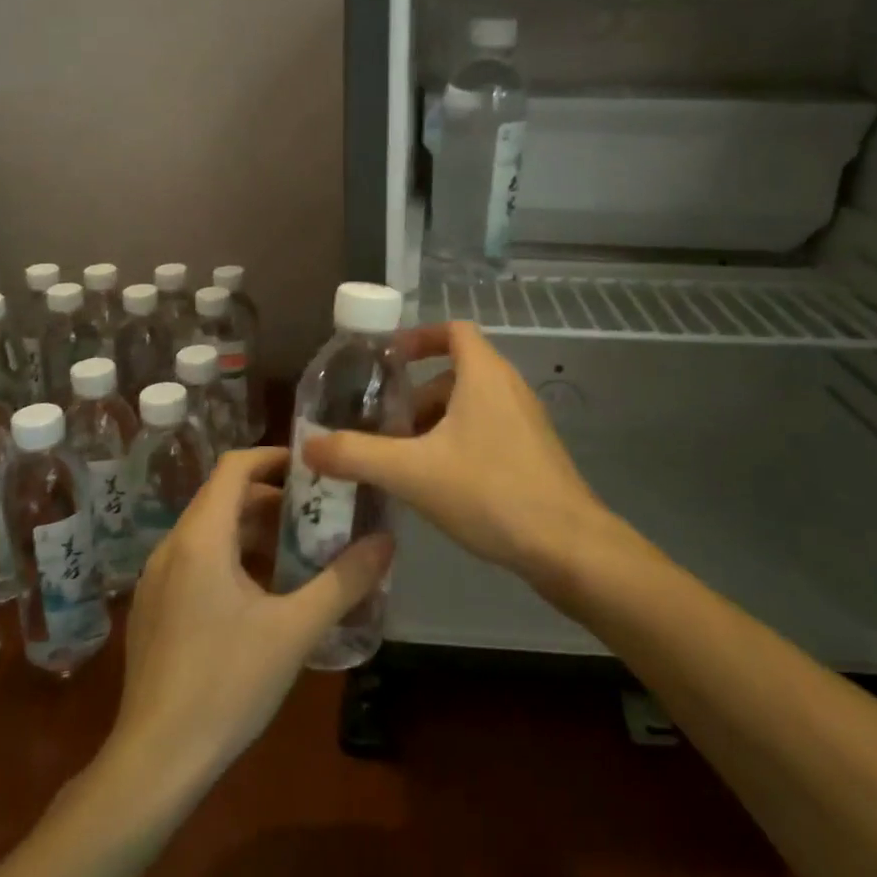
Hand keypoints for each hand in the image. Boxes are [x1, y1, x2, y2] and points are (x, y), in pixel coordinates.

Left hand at [109, 447, 392, 791]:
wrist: (154, 762)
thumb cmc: (226, 685)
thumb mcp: (295, 630)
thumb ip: (343, 581)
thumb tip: (386, 542)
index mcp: (202, 538)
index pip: (235, 465)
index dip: (274, 456)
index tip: (314, 467)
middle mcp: (172, 547)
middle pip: (223, 497)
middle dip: (272, 498)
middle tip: (318, 513)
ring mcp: (156, 579)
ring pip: (209, 531)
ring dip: (253, 530)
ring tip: (298, 552)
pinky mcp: (153, 609)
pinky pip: (195, 560)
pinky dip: (231, 557)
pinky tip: (261, 595)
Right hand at [305, 321, 608, 582]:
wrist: (568, 546)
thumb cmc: (490, 492)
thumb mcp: (413, 472)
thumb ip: (357, 455)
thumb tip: (308, 446)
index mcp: (484, 374)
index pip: (453, 330)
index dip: (418, 337)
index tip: (387, 360)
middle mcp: (508, 387)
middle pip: (455, 372)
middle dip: (416, 394)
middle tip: (384, 424)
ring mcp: (525, 421)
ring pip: (470, 405)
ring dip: (434, 422)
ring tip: (402, 458)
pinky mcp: (533, 452)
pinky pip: (487, 430)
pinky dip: (457, 441)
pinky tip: (437, 483)